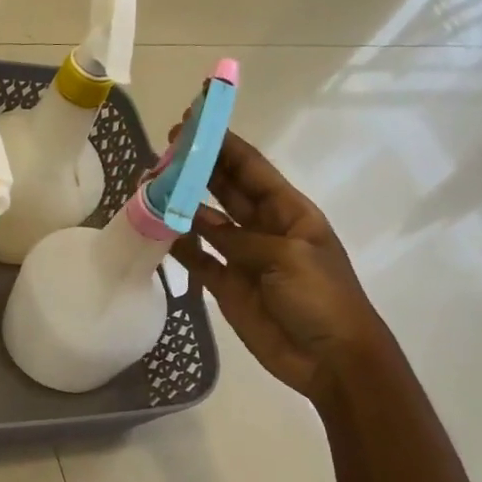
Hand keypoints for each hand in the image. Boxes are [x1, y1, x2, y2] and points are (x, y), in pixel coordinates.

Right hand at [168, 131, 393, 401]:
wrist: (331, 358)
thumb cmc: (322, 298)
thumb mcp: (288, 257)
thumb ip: (239, 238)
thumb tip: (197, 221)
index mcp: (288, 212)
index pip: (250, 169)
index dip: (223, 144)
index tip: (193, 123)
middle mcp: (263, 228)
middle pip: (225, 190)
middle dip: (197, 168)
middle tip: (162, 152)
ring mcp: (243, 257)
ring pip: (206, 223)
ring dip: (182, 205)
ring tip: (150, 188)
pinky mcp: (226, 286)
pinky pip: (198, 260)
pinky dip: (179, 247)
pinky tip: (157, 231)